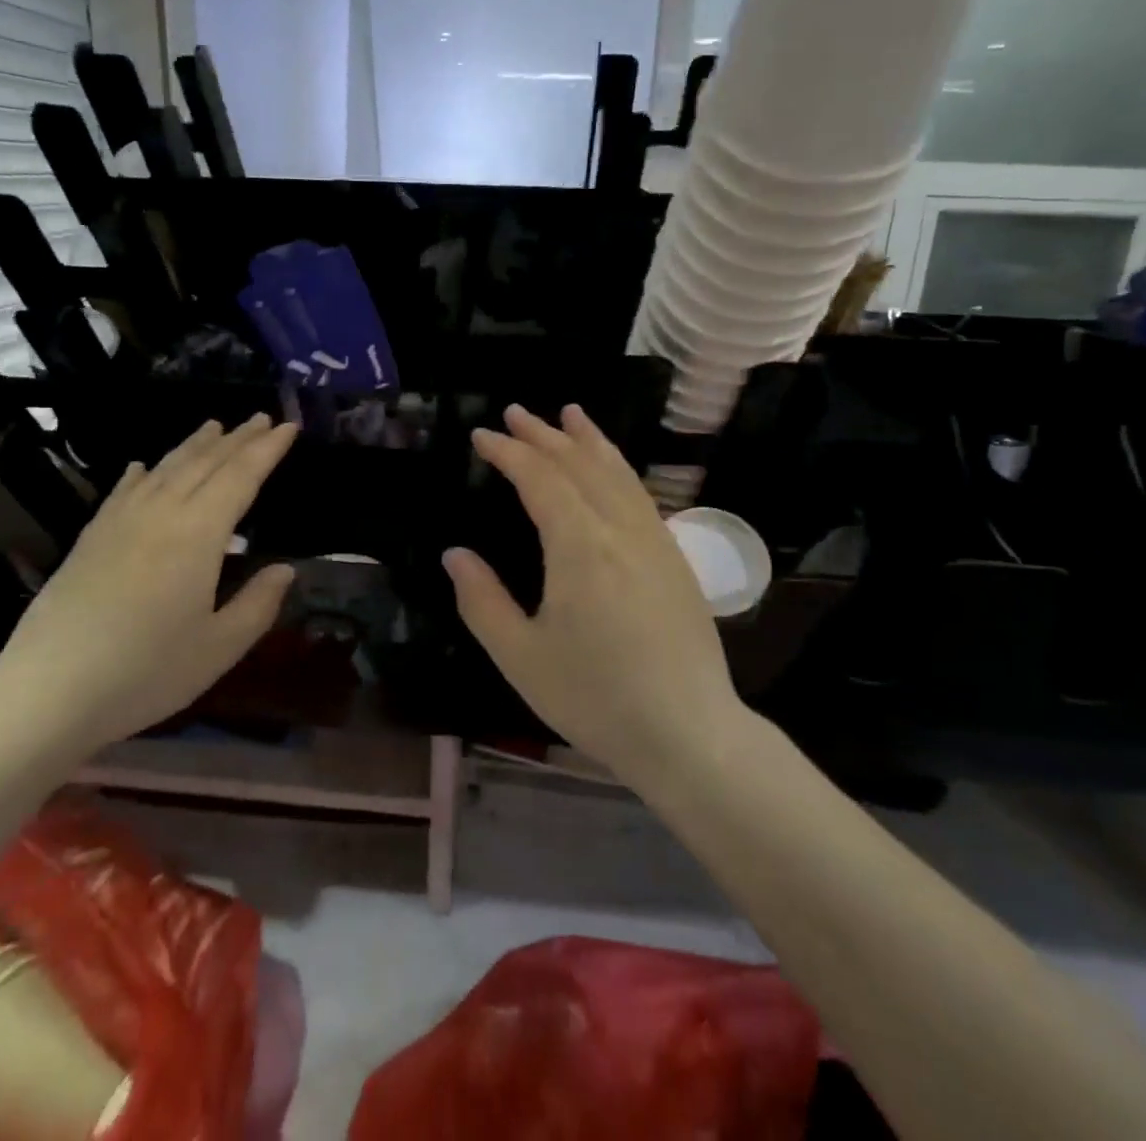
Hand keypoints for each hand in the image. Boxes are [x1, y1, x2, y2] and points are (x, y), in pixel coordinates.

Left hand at [0, 414, 298, 751]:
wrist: (46, 691)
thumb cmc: (145, 672)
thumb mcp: (219, 648)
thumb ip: (258, 604)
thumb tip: (285, 570)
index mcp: (198, 534)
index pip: (241, 477)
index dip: (267, 450)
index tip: (288, 427)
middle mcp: (160, 513)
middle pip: (205, 463)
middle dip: (237, 439)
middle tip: (261, 418)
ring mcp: (120, 522)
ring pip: (164, 468)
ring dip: (194, 445)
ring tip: (215, 426)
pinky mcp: (90, 538)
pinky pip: (123, 490)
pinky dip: (142, 472)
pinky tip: (143, 465)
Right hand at [442, 405, 735, 778]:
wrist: (689, 733)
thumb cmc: (596, 698)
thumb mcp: (521, 657)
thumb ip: (482, 600)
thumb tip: (455, 554)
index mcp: (580, 546)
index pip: (540, 478)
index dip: (509, 452)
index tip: (482, 436)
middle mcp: (620, 529)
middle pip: (579, 464)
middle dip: (544, 434)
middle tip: (514, 412)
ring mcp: (654, 540)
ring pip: (617, 472)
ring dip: (588, 440)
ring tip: (569, 414)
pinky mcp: (675, 558)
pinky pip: (640, 494)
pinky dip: (618, 467)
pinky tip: (611, 468)